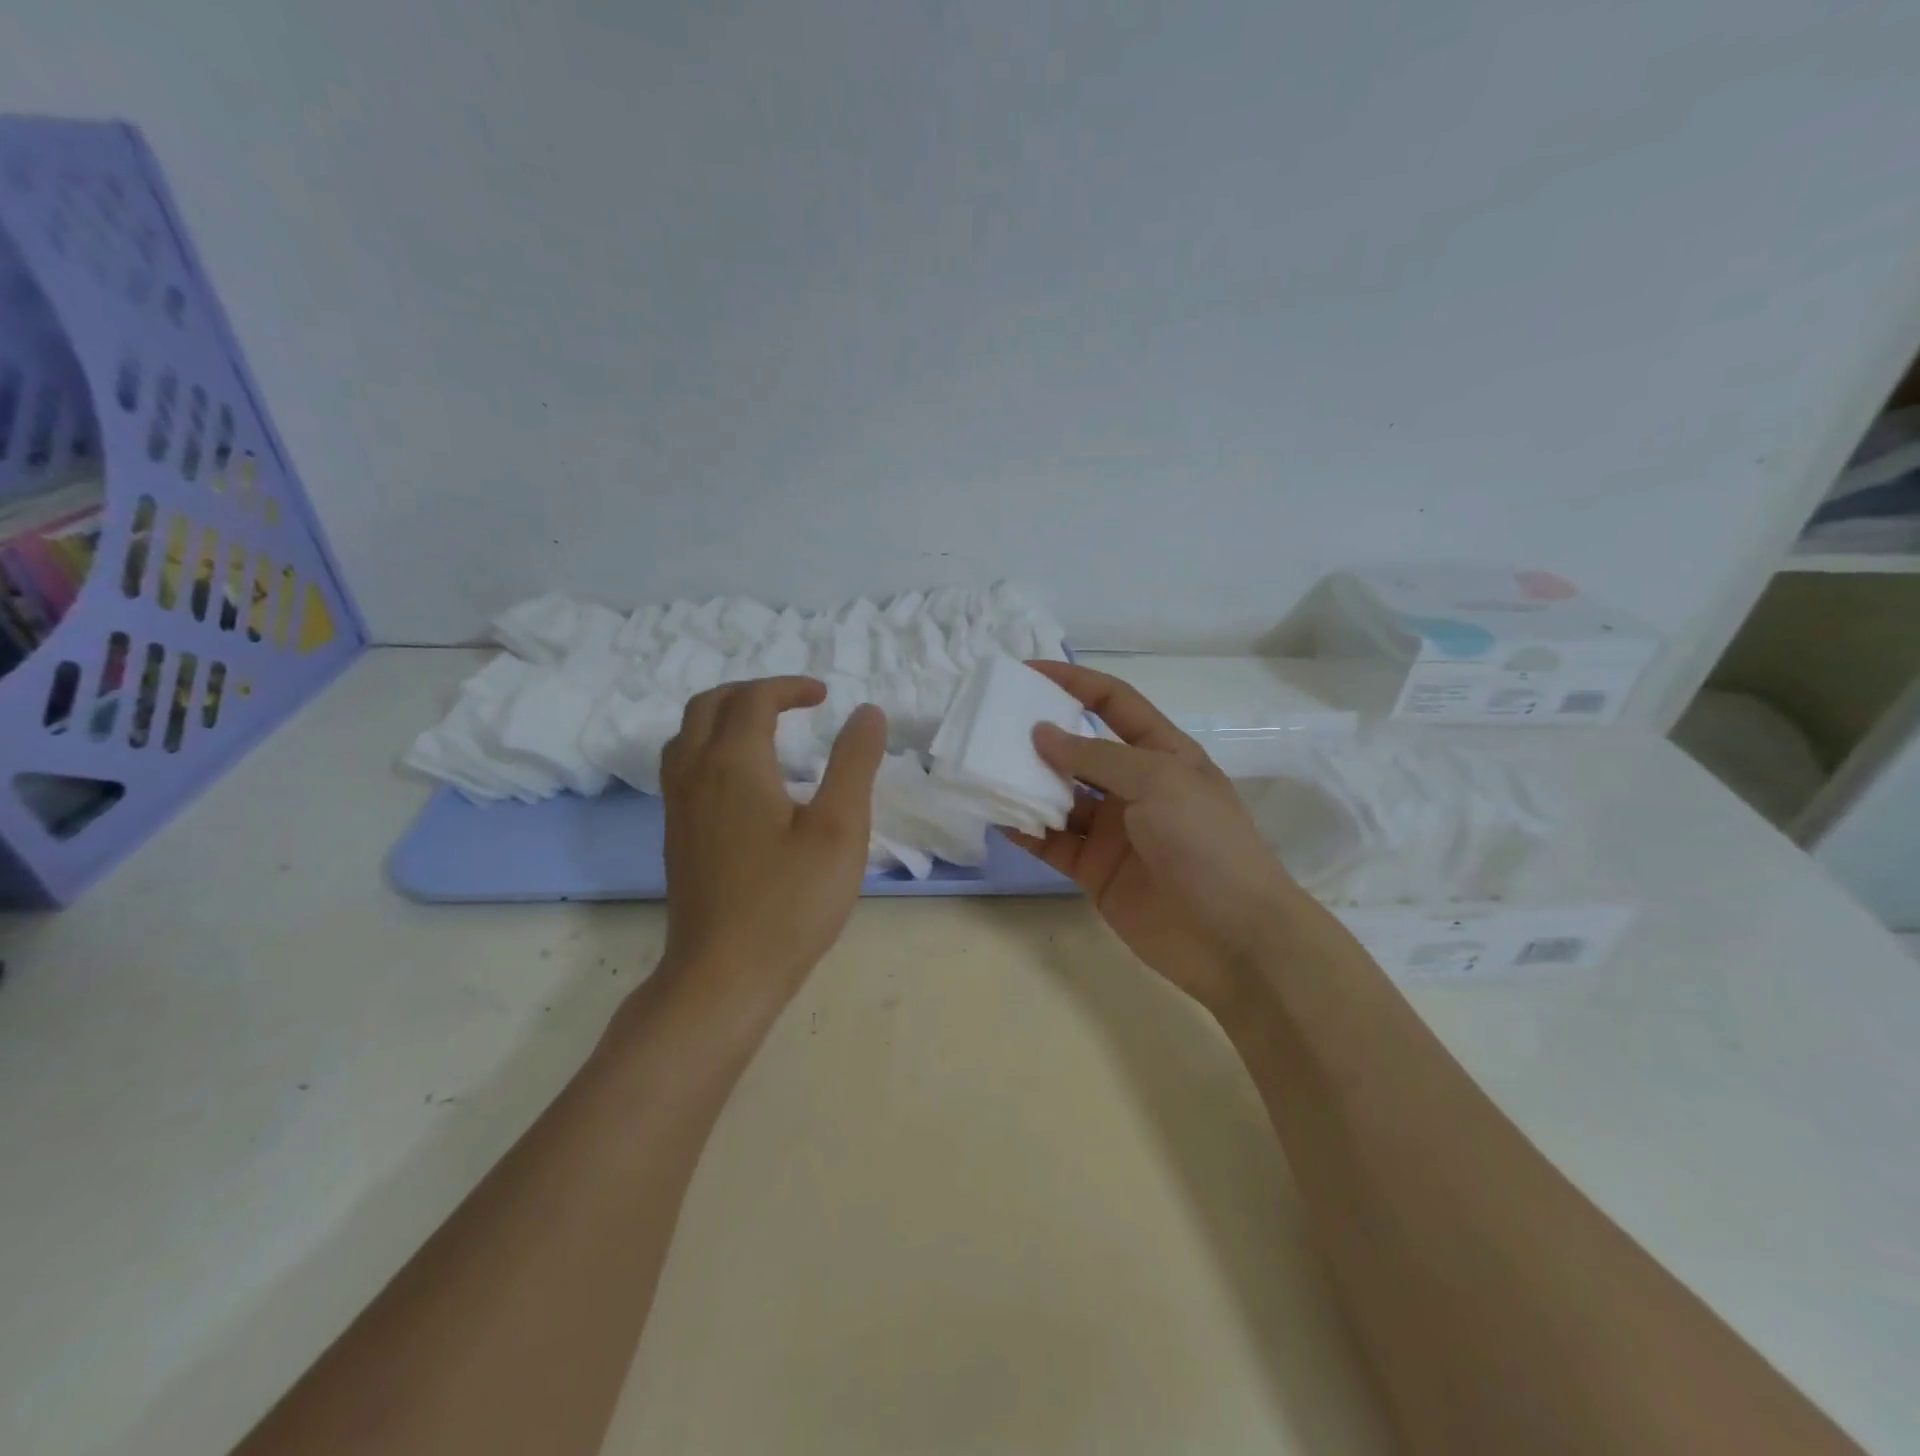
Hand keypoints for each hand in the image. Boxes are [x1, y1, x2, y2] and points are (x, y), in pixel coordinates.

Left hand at [658, 677, 886, 1025]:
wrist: (723, 976)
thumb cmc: (790, 903)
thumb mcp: (840, 829)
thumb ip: (854, 764)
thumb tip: (867, 712)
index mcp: (734, 764)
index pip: (754, 699)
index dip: (790, 687)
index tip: (825, 697)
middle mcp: (695, 774)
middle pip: (708, 705)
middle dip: (752, 692)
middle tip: (793, 704)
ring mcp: (678, 807)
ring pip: (687, 735)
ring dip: (724, 716)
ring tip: (765, 731)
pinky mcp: (676, 836)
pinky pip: (683, 766)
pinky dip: (711, 747)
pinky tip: (743, 781)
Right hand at [1009, 662, 1303, 1015]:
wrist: (1233, 938)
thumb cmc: (1205, 843)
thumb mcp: (1158, 781)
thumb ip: (1096, 756)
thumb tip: (1041, 734)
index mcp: (1162, 753)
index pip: (1114, 702)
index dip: (1074, 682)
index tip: (1027, 673)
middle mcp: (1135, 786)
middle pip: (1080, 750)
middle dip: (1040, 735)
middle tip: (992, 726)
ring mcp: (1113, 830)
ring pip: (1060, 797)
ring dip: (1027, 784)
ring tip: (985, 769)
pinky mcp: (1095, 869)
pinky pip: (1053, 842)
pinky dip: (1027, 830)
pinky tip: (997, 818)